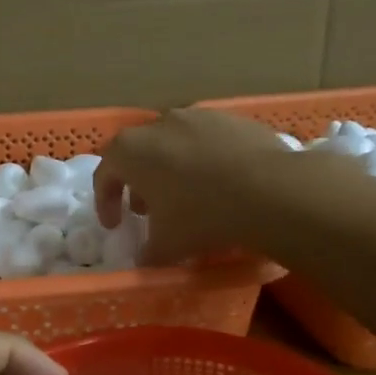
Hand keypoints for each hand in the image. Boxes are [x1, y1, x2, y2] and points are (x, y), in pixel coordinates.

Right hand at [95, 108, 325, 264]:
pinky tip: (221, 184)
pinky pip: (207, 141)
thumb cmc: (202, 216)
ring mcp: (197, 116)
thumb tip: (145, 258)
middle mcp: (158, 124)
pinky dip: (204, 160)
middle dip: (138, 183)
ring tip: (186, 196)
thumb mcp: (166, 246)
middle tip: (148, 211)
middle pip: (138, 154)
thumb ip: (146, 252)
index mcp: (130, 151)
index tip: (115, 226)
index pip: (104, 174)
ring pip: (173, 144)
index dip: (105, 202)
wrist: (271, 190)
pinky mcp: (231, 118)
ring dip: (171, 169)